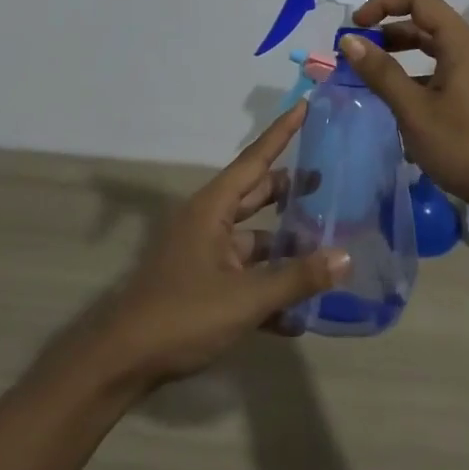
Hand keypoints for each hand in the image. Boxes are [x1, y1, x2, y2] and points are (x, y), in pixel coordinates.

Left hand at [95, 103, 350, 386]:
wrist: (122, 363)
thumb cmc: (182, 316)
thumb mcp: (246, 298)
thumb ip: (297, 277)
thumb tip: (346, 256)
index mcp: (213, 209)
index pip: (255, 160)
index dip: (282, 133)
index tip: (305, 106)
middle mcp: (209, 222)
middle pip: (257, 195)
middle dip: (290, 190)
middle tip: (329, 181)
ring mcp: (205, 255)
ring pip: (255, 239)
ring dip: (285, 247)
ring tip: (327, 249)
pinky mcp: (203, 286)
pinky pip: (245, 276)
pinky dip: (269, 287)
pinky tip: (299, 316)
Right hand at [343, 0, 468, 228]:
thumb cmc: (465, 146)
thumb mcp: (415, 110)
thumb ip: (381, 72)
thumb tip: (349, 39)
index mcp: (458, 41)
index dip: (382, 3)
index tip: (354, 26)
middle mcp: (467, 48)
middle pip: (422, 19)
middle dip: (385, 29)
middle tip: (354, 52)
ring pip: (429, 47)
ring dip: (397, 52)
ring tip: (368, 74)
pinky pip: (436, 70)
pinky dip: (412, 75)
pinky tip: (395, 101)